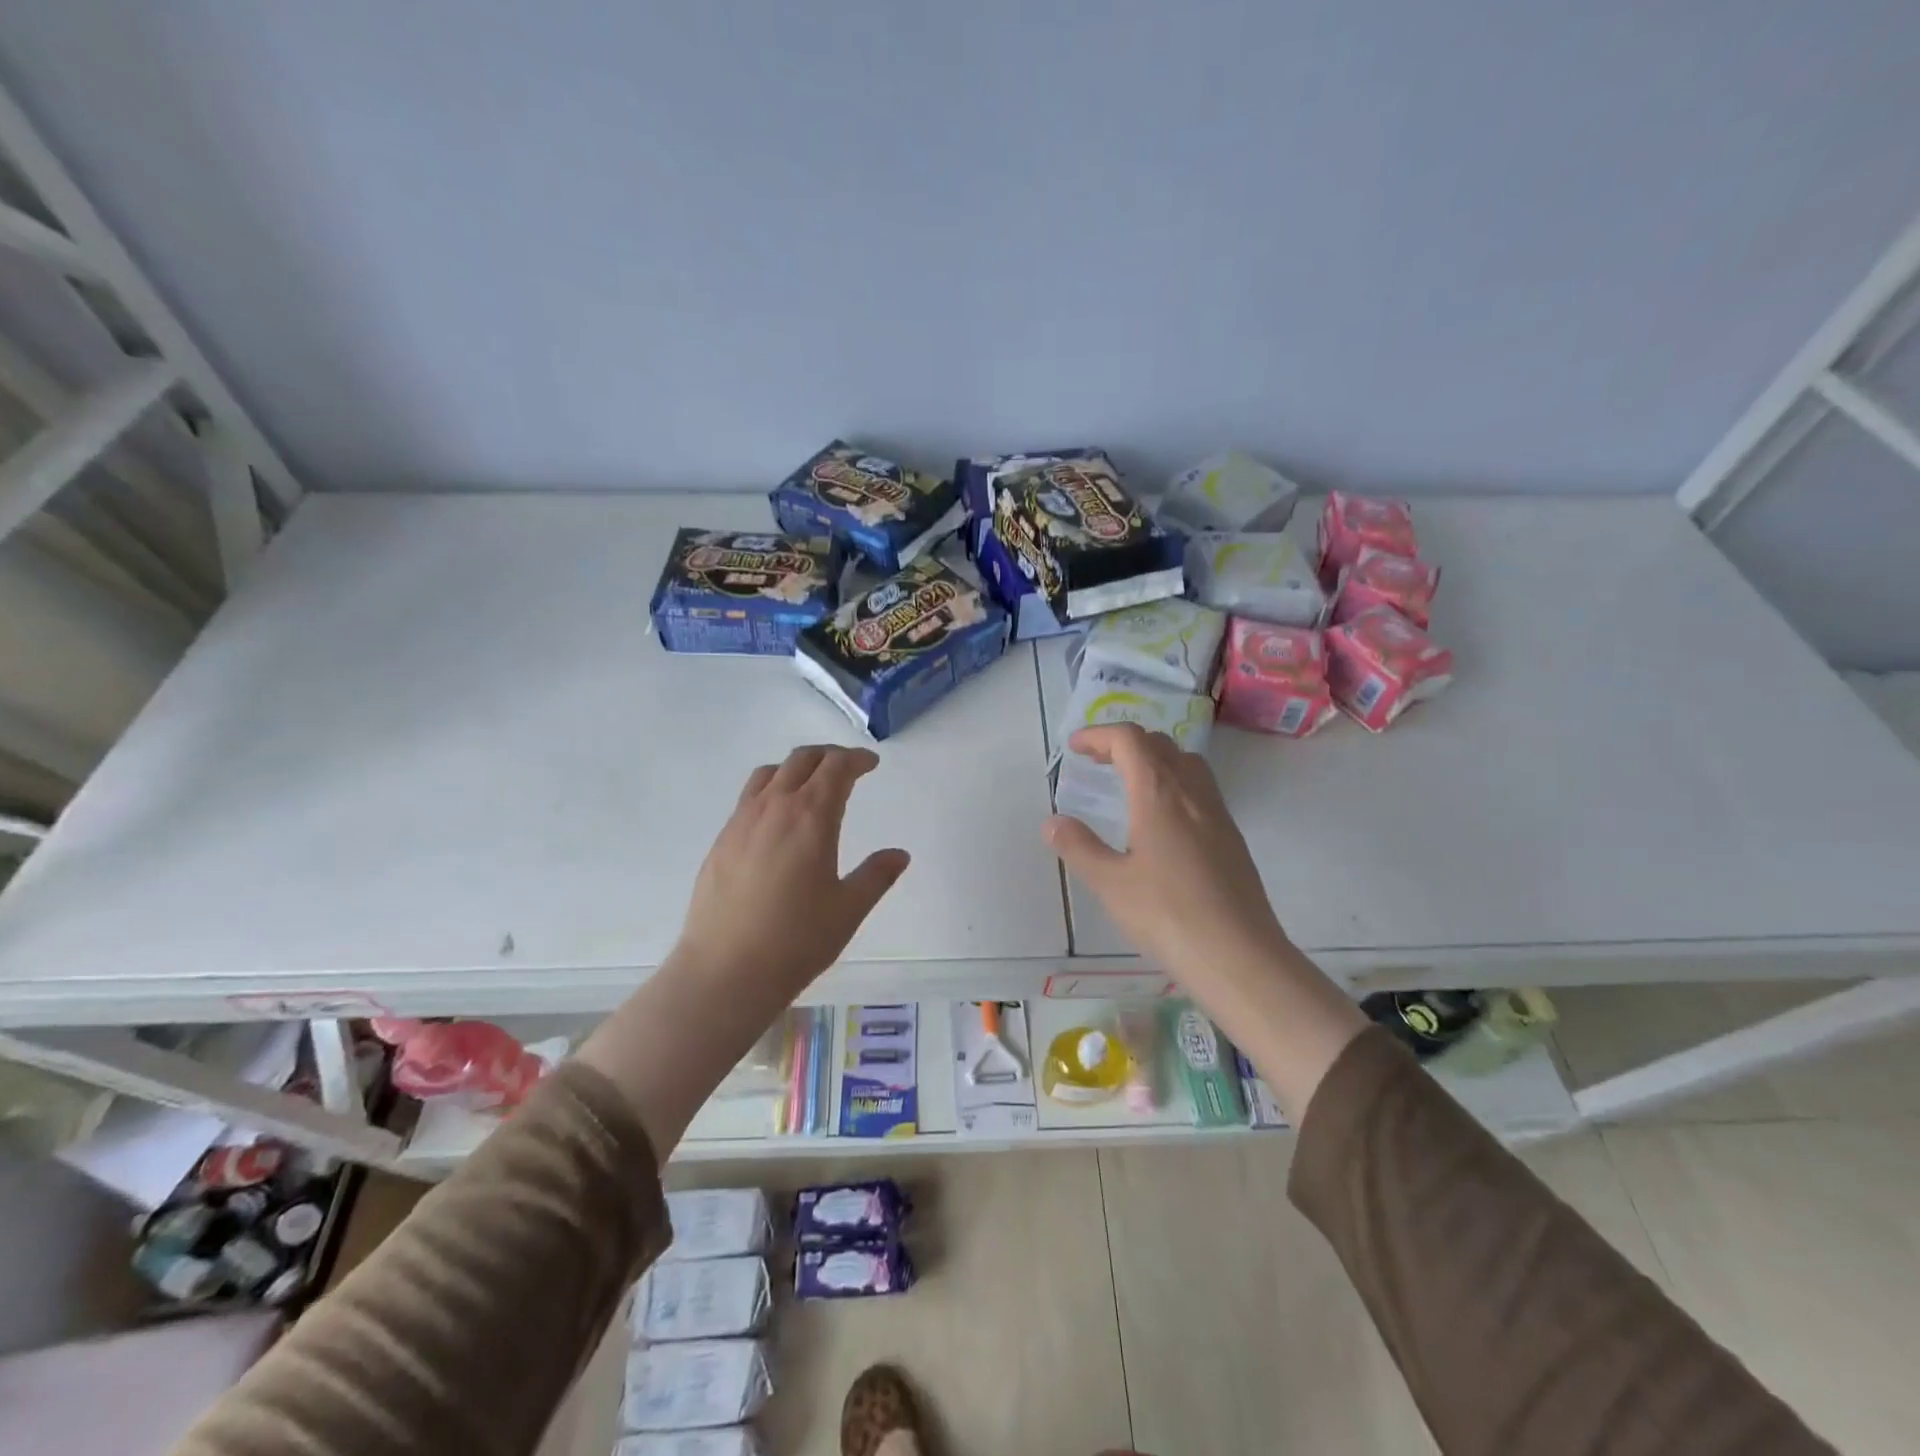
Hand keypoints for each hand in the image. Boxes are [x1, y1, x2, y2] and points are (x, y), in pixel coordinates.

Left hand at [674, 745, 910, 995]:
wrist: (724, 972)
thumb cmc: (796, 941)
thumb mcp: (848, 909)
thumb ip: (876, 876)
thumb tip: (899, 855)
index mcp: (811, 817)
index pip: (836, 768)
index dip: (856, 759)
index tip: (871, 764)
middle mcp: (774, 807)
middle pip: (801, 760)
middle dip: (828, 756)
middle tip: (847, 768)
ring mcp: (741, 822)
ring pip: (769, 773)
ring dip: (796, 768)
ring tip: (811, 785)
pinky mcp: (721, 841)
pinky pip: (749, 797)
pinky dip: (771, 790)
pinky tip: (778, 821)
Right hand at [1044, 723, 1291, 997]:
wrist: (1239, 956)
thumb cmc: (1167, 916)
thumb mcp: (1110, 884)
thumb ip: (1079, 847)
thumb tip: (1052, 822)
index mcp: (1159, 794)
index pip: (1130, 741)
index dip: (1099, 735)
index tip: (1075, 747)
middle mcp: (1192, 793)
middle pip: (1160, 745)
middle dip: (1124, 744)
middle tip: (1096, 762)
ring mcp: (1218, 814)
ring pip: (1186, 764)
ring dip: (1154, 759)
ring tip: (1128, 783)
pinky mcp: (1231, 838)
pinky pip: (1200, 789)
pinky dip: (1173, 783)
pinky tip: (1161, 820)